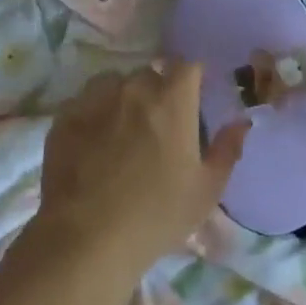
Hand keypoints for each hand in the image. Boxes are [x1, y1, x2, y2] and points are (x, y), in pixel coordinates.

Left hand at [35, 63, 248, 277]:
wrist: (87, 238)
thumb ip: (227, 149)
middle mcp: (133, 90)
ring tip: (123, 130)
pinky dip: (94, 113)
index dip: (192, 78)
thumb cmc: (158, 215)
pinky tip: (94, 142)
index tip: (193, 98)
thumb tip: (242, 122)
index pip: (187, 66)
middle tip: (159, 125)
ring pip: (113, 84)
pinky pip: (84, 102)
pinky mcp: (64, 118)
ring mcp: (93, 101)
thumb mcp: (206, 189)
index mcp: (172, 101)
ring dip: (123, 98)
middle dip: (158, 91)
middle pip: (150, 74)